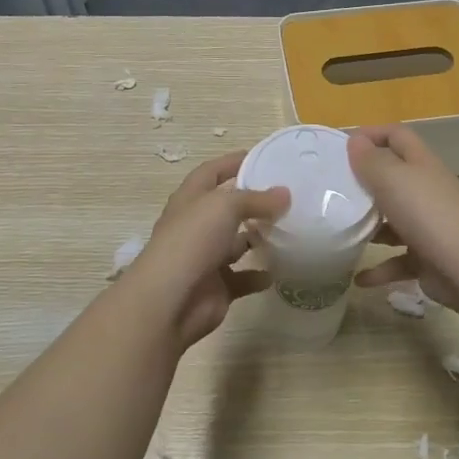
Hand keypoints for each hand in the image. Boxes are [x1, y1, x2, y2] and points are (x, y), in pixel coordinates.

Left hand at [121, 151, 288, 353]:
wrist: (169, 301)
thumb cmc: (192, 241)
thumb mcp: (225, 206)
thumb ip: (256, 199)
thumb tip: (285, 194)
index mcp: (190, 199)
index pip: (212, 172)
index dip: (234, 162)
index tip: (264, 156)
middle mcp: (196, 226)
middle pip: (227, 208)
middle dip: (253, 202)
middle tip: (287, 197)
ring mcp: (205, 257)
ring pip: (236, 243)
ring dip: (258, 238)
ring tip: (289, 230)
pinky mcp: (217, 286)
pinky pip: (242, 277)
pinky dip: (258, 275)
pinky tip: (278, 271)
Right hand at [348, 125, 458, 315]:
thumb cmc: (426, 214)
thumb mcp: (392, 179)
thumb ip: (371, 160)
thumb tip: (356, 141)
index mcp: (421, 164)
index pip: (398, 136)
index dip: (372, 134)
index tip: (341, 147)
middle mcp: (427, 191)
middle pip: (394, 179)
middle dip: (365, 184)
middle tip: (332, 191)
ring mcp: (429, 225)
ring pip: (394, 220)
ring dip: (369, 228)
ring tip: (341, 232)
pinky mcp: (428, 257)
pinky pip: (398, 260)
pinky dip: (379, 269)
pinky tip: (359, 279)